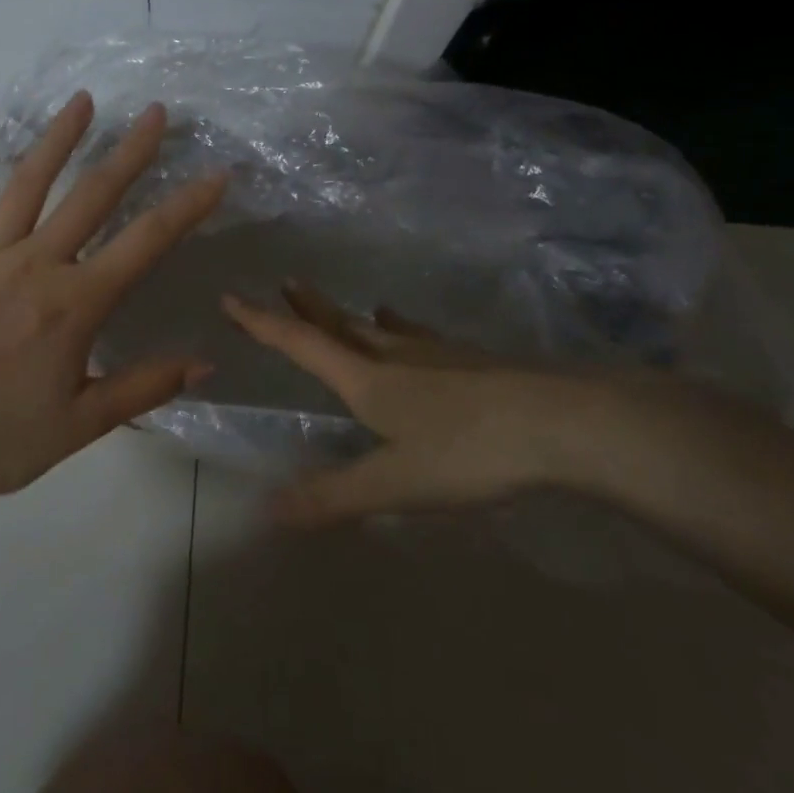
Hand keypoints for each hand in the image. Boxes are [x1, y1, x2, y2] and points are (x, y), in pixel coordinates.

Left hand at [0, 91, 225, 509]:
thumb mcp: (82, 424)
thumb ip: (145, 387)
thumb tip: (207, 362)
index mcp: (74, 304)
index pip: (145, 243)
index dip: (186, 206)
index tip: (215, 174)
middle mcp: (34, 266)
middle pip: (91, 197)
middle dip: (129, 152)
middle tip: (156, 114)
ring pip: (26, 187)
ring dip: (56, 141)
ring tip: (81, 101)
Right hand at [222, 283, 616, 524]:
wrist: (561, 422)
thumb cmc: (470, 452)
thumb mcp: (395, 484)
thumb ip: (333, 498)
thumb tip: (266, 511)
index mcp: (367, 381)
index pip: (302, 345)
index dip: (263, 324)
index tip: (232, 297)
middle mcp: (394, 357)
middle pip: (340, 326)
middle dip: (308, 308)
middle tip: (286, 282)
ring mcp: (436, 354)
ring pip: (382, 329)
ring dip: (353, 317)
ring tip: (348, 308)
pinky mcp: (472, 361)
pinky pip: (421, 338)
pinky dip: (404, 330)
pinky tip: (414, 332)